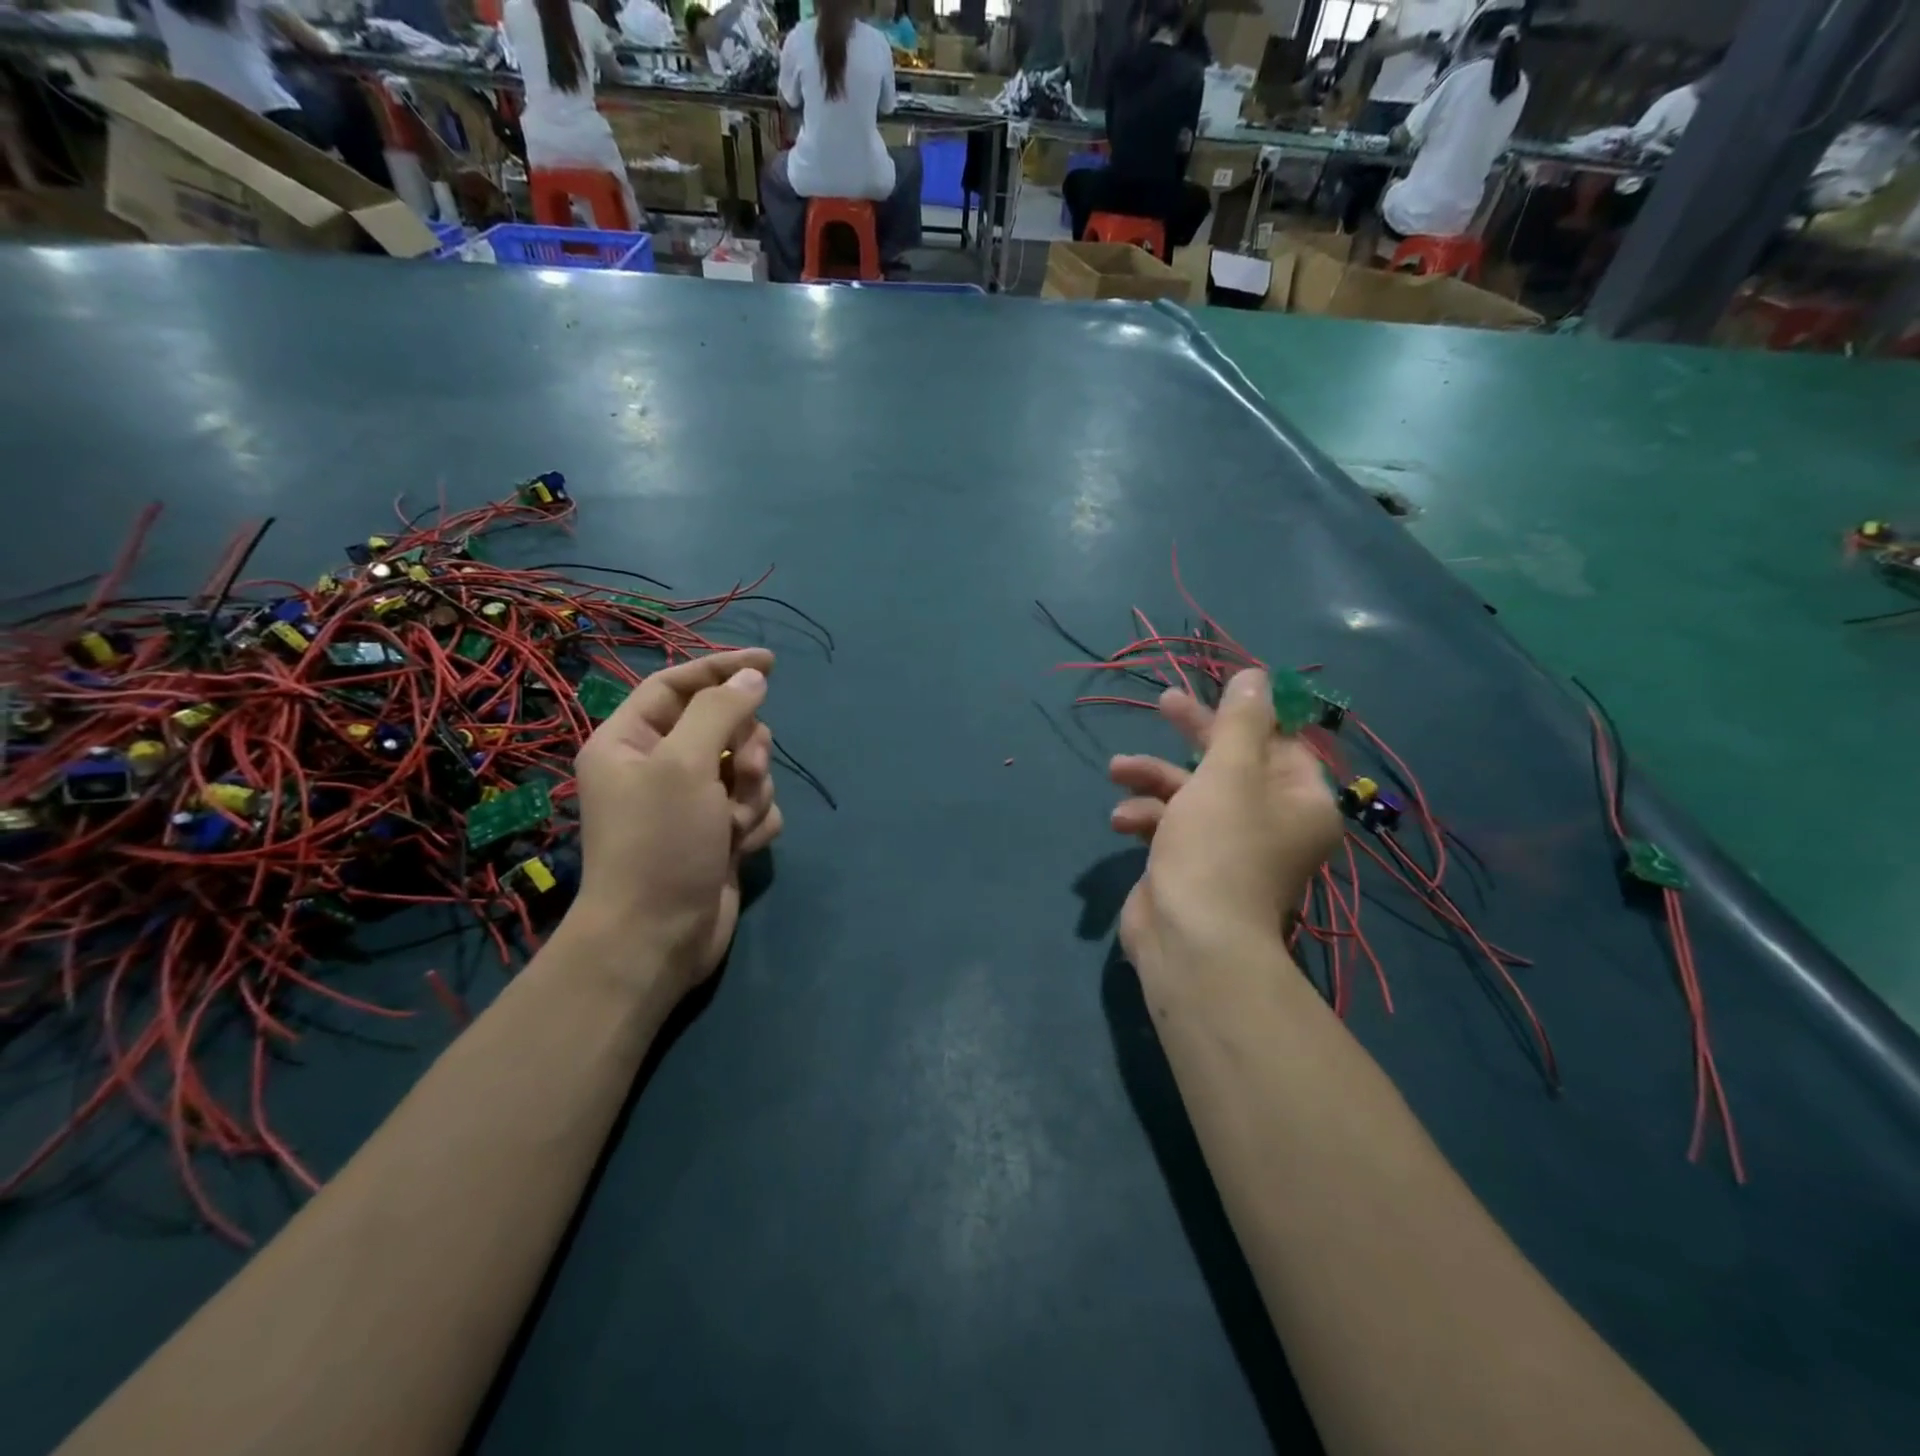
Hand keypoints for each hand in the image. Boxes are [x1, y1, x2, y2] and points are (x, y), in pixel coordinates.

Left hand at [569, 649, 780, 994]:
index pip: (678, 684)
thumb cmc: (660, 842)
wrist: (658, 937)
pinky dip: (755, 821)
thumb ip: (721, 711)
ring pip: (747, 767)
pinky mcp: (719, 834)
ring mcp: (692, 803)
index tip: (771, 662)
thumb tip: (753, 677)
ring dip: (751, 790)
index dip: (723, 668)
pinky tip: (740, 846)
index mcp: (631, 741)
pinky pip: (756, 806)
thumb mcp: (685, 764)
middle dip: (744, 747)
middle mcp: (659, 767)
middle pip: (722, 726)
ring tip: (733, 823)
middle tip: (741, 771)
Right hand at [1108, 668, 1342, 970]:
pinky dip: (1146, 817)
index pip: (1279, 742)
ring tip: (1118, 770)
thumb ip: (1240, 721)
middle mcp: (1270, 821)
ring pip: (1192, 792)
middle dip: (1192, 734)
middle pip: (1230, 761)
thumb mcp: (1230, 771)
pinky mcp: (1190, 863)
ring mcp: (1228, 845)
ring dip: (1153, 777)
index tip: (1213, 693)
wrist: (1189, 938)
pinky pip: (1171, 825)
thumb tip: (1256, 676)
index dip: (1244, 716)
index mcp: (1298, 800)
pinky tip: (1122, 820)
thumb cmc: (1218, 846)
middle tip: (1163, 703)